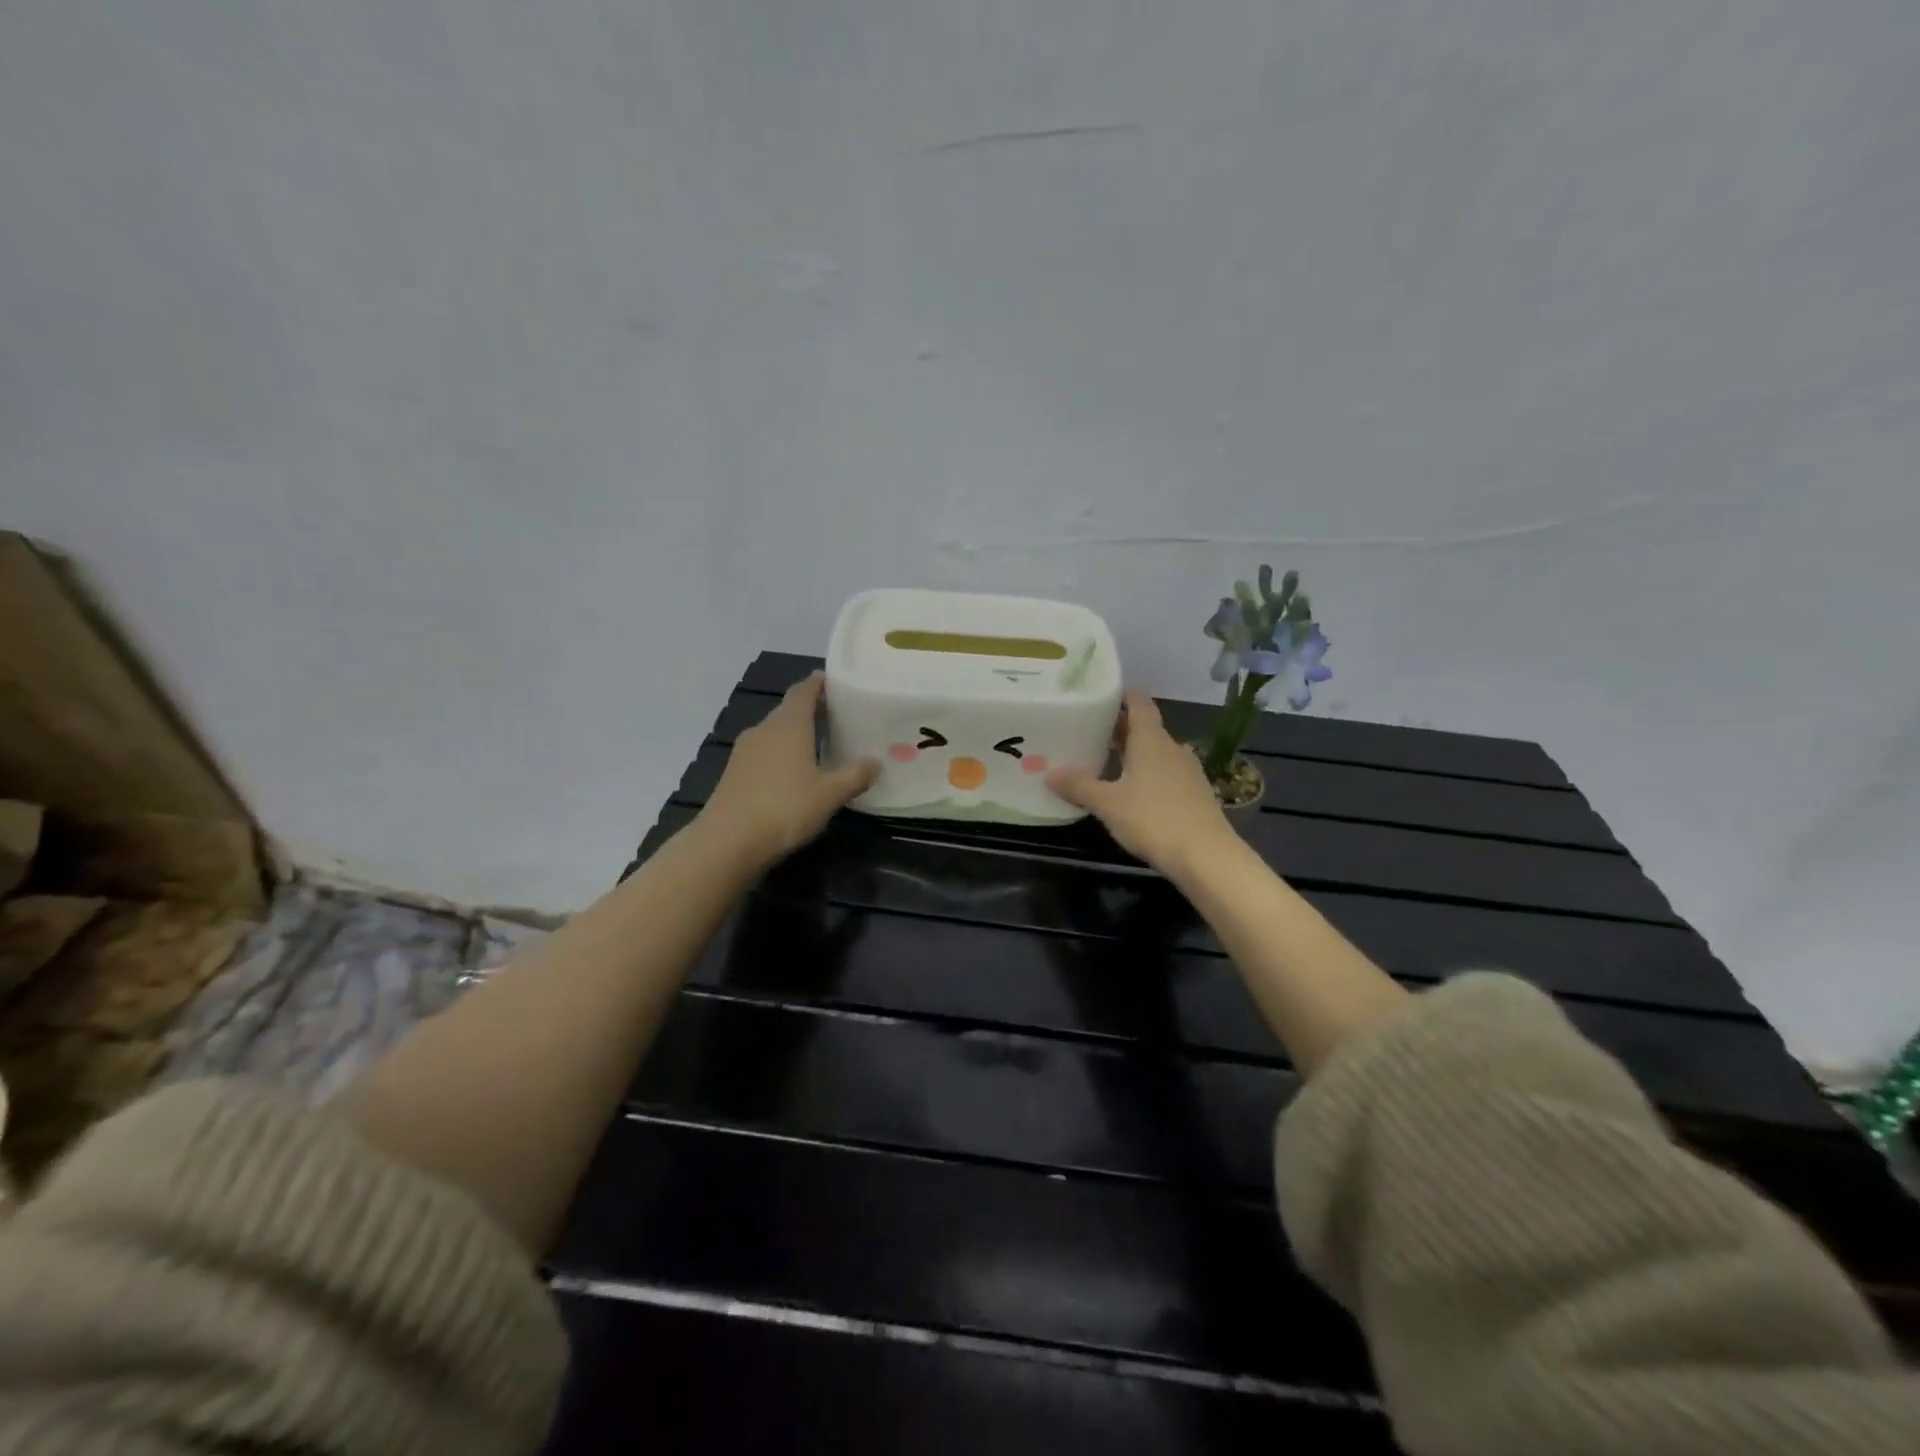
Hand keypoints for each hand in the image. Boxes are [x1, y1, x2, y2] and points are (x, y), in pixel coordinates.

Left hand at [699, 672, 877, 869]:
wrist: (728, 841)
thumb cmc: (785, 808)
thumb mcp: (830, 795)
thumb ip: (855, 776)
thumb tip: (876, 762)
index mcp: (789, 725)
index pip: (803, 691)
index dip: (818, 683)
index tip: (833, 680)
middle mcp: (764, 729)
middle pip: (788, 710)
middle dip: (810, 709)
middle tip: (835, 715)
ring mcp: (744, 750)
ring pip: (774, 732)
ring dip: (793, 733)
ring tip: (817, 743)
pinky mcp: (733, 772)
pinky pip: (762, 752)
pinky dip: (779, 753)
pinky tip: (791, 771)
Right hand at [1048, 689, 1236, 876]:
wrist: (1206, 856)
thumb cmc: (1153, 819)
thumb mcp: (1108, 804)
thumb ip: (1080, 786)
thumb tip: (1049, 773)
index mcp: (1151, 741)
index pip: (1140, 705)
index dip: (1124, 695)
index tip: (1105, 692)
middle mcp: (1172, 749)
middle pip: (1147, 728)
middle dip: (1122, 727)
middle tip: (1094, 728)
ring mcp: (1188, 771)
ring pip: (1158, 751)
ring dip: (1136, 751)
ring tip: (1110, 758)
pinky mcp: (1195, 794)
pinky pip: (1168, 772)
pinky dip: (1149, 772)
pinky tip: (1135, 789)